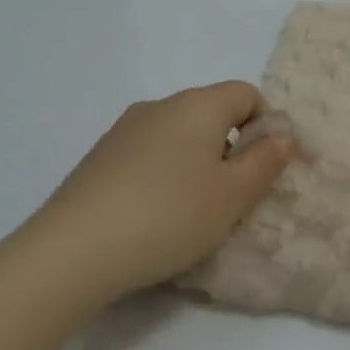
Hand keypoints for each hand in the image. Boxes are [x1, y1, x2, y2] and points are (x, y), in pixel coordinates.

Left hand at [14, 82, 293, 311]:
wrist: (68, 254)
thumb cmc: (167, 216)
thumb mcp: (233, 196)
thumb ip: (266, 162)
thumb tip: (281, 136)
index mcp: (199, 104)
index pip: (247, 94)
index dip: (264, 126)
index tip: (260, 169)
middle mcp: (162, 105)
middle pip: (211, 113)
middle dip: (229, 148)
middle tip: (228, 197)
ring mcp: (124, 130)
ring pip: (177, 136)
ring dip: (193, 163)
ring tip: (188, 213)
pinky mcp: (97, 159)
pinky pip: (146, 156)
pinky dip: (159, 176)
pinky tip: (149, 218)